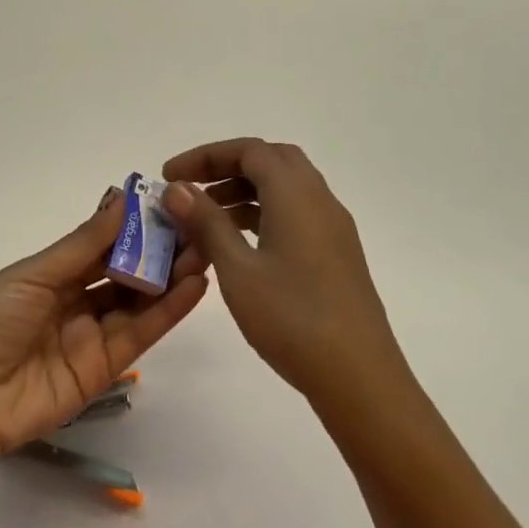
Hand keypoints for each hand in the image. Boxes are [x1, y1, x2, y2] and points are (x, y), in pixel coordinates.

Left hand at [0, 187, 208, 469]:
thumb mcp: (34, 274)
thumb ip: (83, 244)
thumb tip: (122, 200)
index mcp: (51, 275)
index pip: (101, 245)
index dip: (132, 227)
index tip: (167, 204)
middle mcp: (74, 302)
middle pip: (124, 273)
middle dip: (159, 252)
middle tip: (198, 227)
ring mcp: (91, 336)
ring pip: (139, 301)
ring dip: (171, 277)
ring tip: (206, 250)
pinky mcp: (104, 369)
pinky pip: (140, 334)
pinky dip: (168, 310)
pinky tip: (193, 286)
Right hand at [162, 139, 402, 403]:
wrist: (359, 377)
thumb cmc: (292, 318)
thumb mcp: (238, 270)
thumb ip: (207, 223)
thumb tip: (178, 188)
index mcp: (296, 194)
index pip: (248, 150)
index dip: (205, 156)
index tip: (169, 177)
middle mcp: (319, 200)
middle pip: (271, 161)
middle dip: (227, 168)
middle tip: (191, 190)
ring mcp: (333, 228)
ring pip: (285, 189)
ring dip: (244, 192)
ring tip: (205, 221)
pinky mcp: (336, 254)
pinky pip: (295, 214)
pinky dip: (264, 215)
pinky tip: (240, 247)